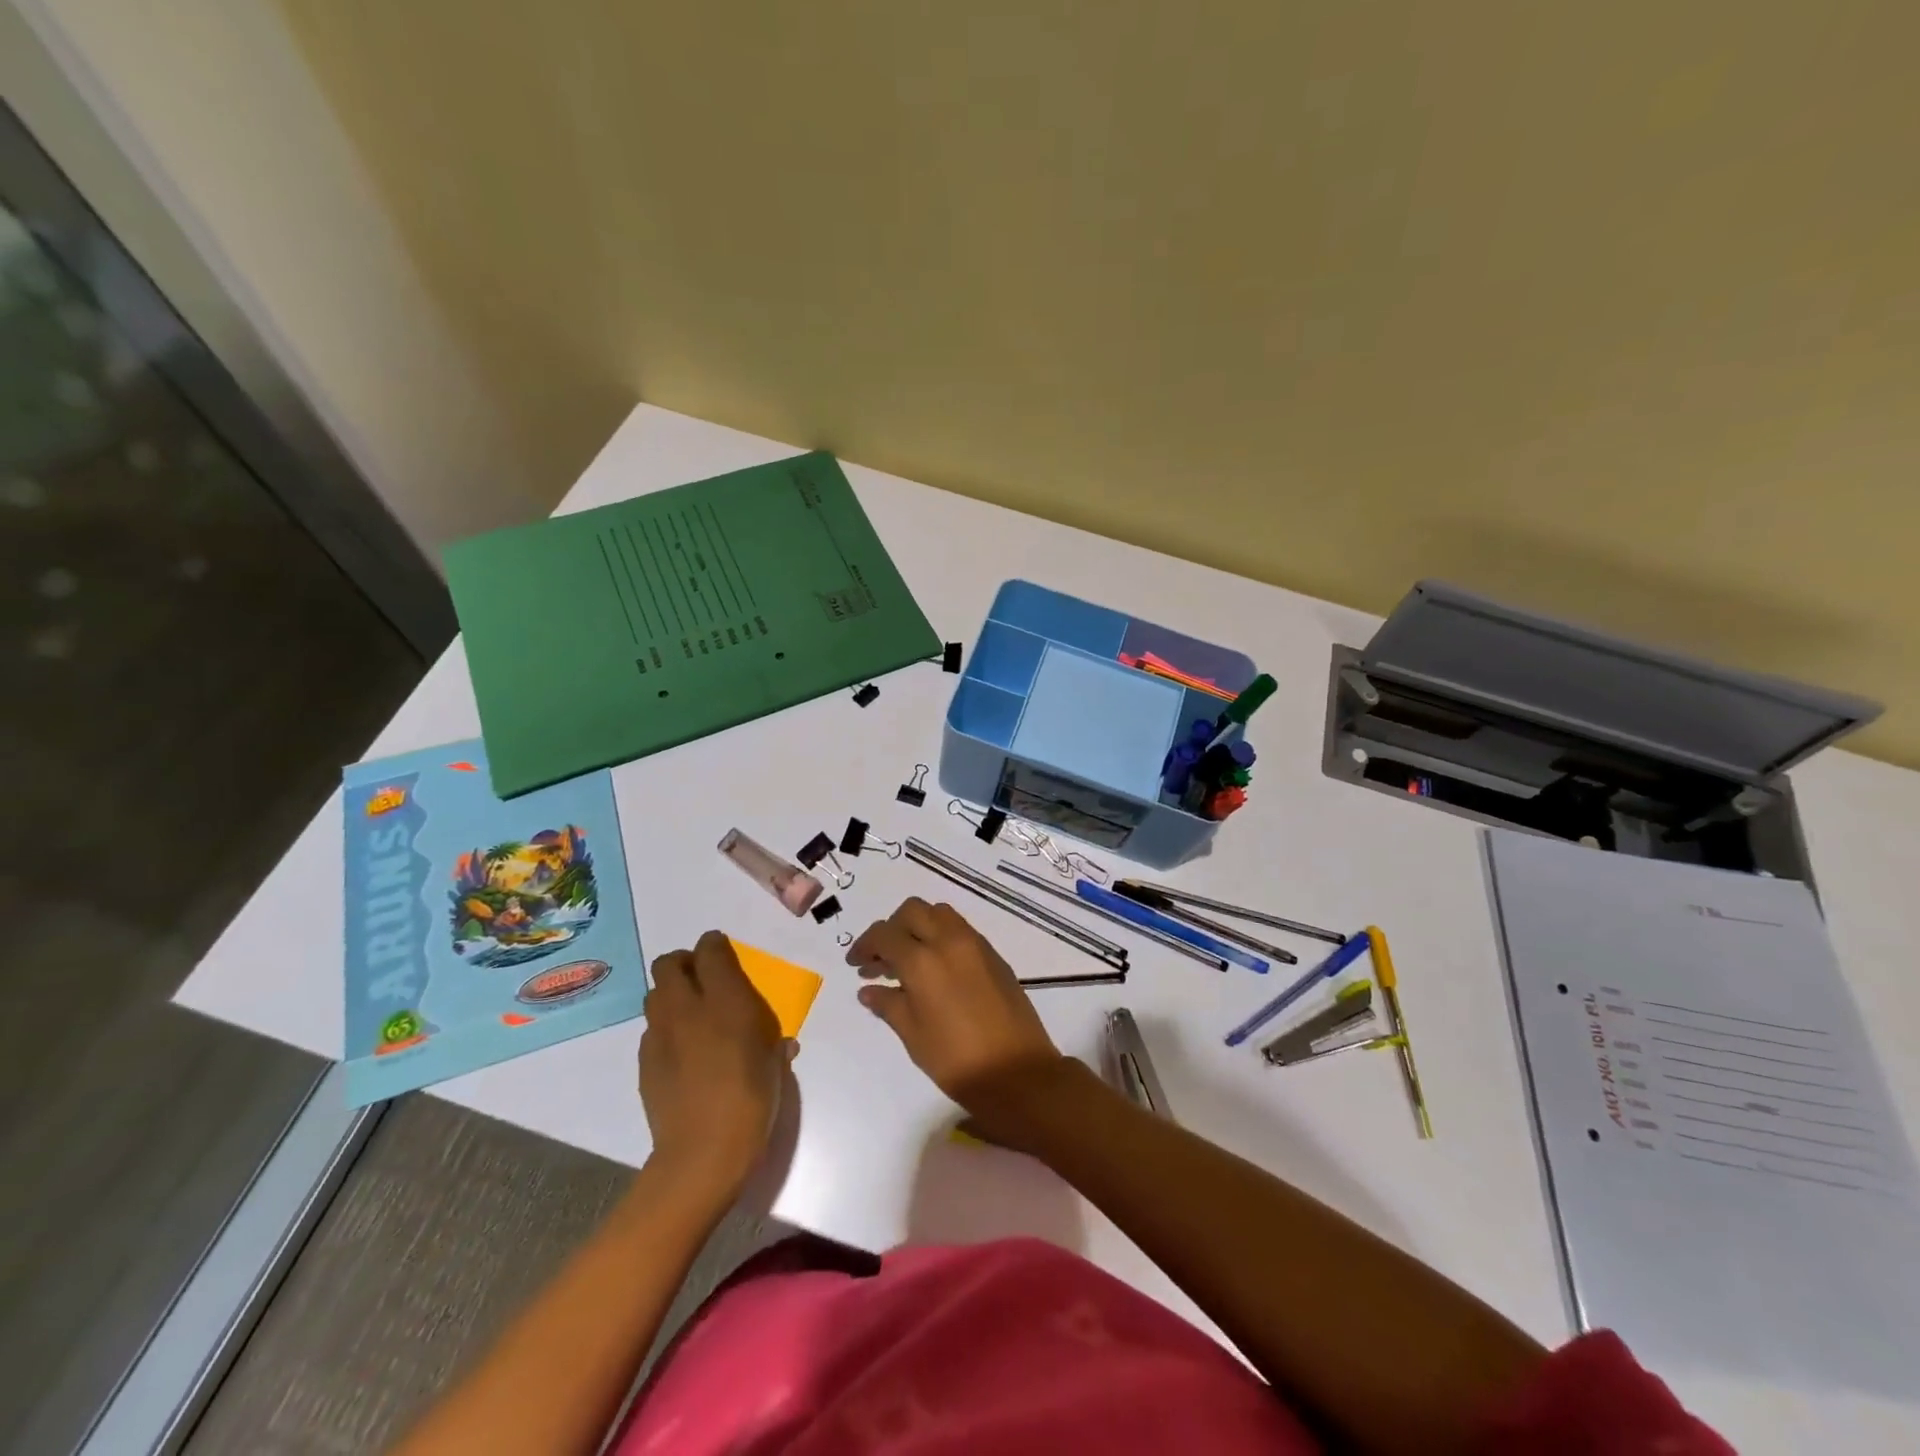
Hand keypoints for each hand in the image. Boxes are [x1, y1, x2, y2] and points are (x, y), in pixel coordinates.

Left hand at [640, 931, 789, 1196]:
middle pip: (669, 963)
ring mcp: (661, 1035)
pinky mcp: (646, 1062)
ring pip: (655, 995)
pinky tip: (683, 1053)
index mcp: (727, 1000)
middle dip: (684, 963)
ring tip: (691, 1015)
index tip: (724, 952)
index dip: (715, 945)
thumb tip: (781, 1044)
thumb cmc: (752, 1101)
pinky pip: (652, 1030)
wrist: (703, 1155)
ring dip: (671, 995)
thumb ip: (775, 1044)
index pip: (710, 950)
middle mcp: (688, 1008)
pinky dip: (666, 1030)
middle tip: (703, 980)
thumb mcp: (776, 1066)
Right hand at [847, 898, 1066, 1135]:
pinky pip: (960, 929)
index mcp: (923, 961)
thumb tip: (868, 989)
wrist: (1017, 1072)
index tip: (856, 963)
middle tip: (880, 959)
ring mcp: (975, 944)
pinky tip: (935, 968)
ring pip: (939, 913)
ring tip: (908, 960)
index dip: (865, 945)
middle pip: (913, 911)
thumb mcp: (914, 1036)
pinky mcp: (993, 955)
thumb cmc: (957, 1060)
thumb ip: (888, 1005)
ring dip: (918, 926)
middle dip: (891, 928)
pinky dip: (940, 936)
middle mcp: (949, 941)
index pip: (885, 934)